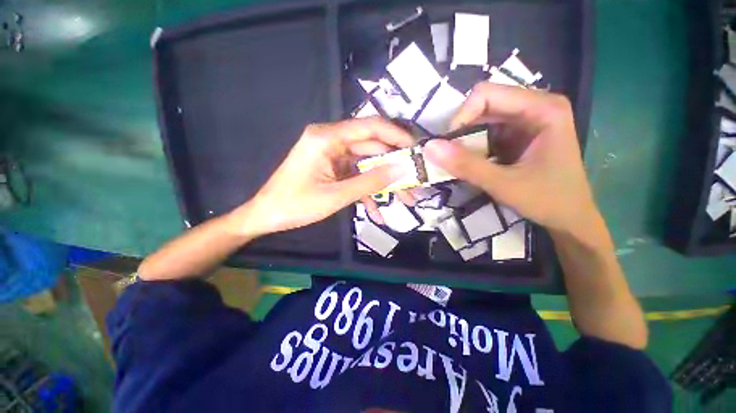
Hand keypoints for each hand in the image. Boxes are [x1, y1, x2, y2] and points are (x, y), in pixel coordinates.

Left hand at [231, 118, 413, 236]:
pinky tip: (377, 213)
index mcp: (327, 138)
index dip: (396, 136)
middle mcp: (332, 141)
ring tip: (405, 201)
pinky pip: (356, 176)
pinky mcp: (334, 169)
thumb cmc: (296, 205)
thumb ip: (370, 182)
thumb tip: (402, 170)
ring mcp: (333, 156)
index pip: (370, 127)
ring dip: (384, 183)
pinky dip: (367, 193)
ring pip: (367, 165)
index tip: (417, 150)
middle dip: (394, 168)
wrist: (267, 216)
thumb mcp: (336, 196)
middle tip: (415, 183)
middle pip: (372, 149)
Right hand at [423, 83, 598, 235]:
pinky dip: (473, 147)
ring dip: (465, 140)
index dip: (461, 117)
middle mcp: (535, 106)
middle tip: (450, 156)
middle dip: (461, 130)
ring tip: (460, 162)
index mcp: (542, 108)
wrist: (570, 218)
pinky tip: (473, 163)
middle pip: (483, 105)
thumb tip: (429, 147)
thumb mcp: (503, 184)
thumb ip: (466, 165)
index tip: (449, 146)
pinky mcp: (519, 134)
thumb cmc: (547, 200)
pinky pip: (487, 132)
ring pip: (482, 119)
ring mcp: (527, 119)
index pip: (486, 94)